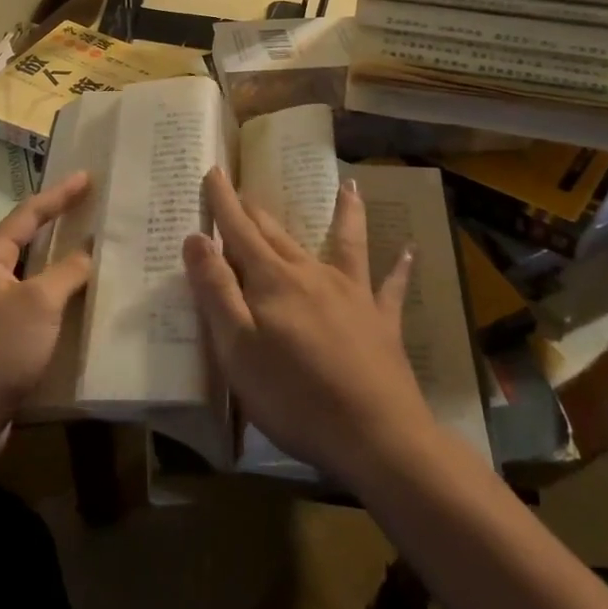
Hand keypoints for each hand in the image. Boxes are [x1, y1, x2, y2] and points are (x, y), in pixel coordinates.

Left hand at [0, 172, 92, 461]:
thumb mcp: (39, 304)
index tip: (86, 176)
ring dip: (57, 266)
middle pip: (24, 241)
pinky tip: (76, 306)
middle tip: (90, 209)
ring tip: (91, 253)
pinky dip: (52, 301)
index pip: (27, 215)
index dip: (59, 195)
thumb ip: (67, 272)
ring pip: (28, 277)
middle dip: (57, 225)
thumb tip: (86, 251)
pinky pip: (28, 308)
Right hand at [182, 167, 432, 487]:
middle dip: (257, 211)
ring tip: (348, 186)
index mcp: (273, 281)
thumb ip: (216, 290)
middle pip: (279, 234)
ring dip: (344, 214)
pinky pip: (391, 287)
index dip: (223, 203)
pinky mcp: (381, 322)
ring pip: (344, 242)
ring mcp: (353, 294)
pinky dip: (399, 268)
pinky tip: (410, 252)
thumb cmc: (294, 396)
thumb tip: (197, 238)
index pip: (240, 231)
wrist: (376, 436)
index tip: (214, 172)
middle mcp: (312, 275)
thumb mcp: (238, 348)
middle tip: (244, 189)